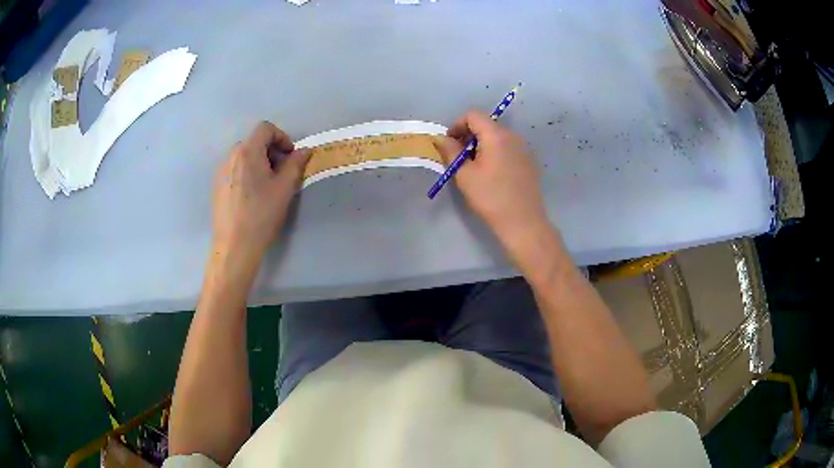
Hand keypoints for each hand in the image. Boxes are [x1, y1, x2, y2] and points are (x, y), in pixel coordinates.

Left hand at [211, 121, 310, 276]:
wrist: (234, 246)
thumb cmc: (261, 215)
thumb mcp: (285, 189)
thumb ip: (296, 164)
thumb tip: (305, 150)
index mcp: (247, 151)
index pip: (265, 128)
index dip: (282, 137)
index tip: (290, 157)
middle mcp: (231, 156)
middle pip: (254, 141)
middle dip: (271, 151)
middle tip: (282, 173)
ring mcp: (221, 171)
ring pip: (244, 156)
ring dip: (260, 162)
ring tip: (267, 186)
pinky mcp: (217, 186)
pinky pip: (235, 169)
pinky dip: (247, 172)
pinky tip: (252, 196)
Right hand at [434, 111, 550, 248]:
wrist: (523, 222)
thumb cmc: (490, 197)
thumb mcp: (464, 175)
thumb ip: (451, 151)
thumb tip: (440, 138)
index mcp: (497, 135)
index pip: (473, 115)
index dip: (457, 125)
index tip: (449, 143)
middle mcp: (513, 136)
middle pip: (487, 124)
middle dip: (468, 135)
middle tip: (458, 157)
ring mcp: (524, 148)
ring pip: (497, 137)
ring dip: (481, 144)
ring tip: (473, 166)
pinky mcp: (529, 162)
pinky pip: (508, 148)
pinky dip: (495, 152)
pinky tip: (491, 174)